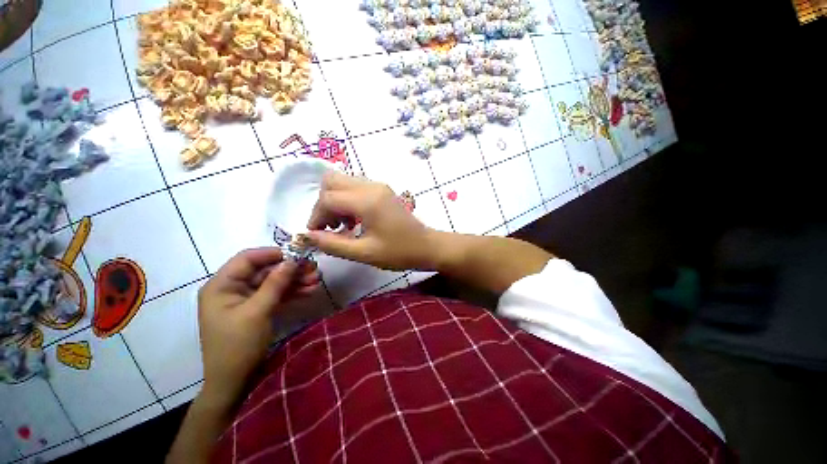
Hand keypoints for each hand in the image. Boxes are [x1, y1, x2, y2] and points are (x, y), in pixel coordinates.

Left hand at [196, 248, 319, 403]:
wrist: (235, 382)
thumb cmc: (238, 345)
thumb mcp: (258, 312)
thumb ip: (275, 284)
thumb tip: (292, 260)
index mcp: (222, 286)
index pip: (247, 259)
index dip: (273, 253)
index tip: (298, 254)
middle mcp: (233, 288)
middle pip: (265, 270)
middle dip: (290, 270)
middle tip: (314, 269)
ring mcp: (246, 299)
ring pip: (274, 282)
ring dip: (295, 281)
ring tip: (317, 280)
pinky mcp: (257, 308)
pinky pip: (276, 294)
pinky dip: (292, 292)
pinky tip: (310, 291)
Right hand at [305, 172, 436, 270]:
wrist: (426, 246)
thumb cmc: (399, 252)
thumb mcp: (364, 253)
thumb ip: (333, 244)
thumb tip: (308, 236)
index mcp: (367, 201)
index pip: (327, 198)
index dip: (316, 216)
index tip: (317, 235)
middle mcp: (371, 186)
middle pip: (331, 181)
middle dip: (324, 203)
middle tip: (330, 226)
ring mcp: (378, 186)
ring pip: (343, 182)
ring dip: (335, 201)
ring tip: (343, 225)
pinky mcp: (382, 190)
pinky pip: (355, 187)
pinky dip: (347, 200)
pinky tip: (354, 220)